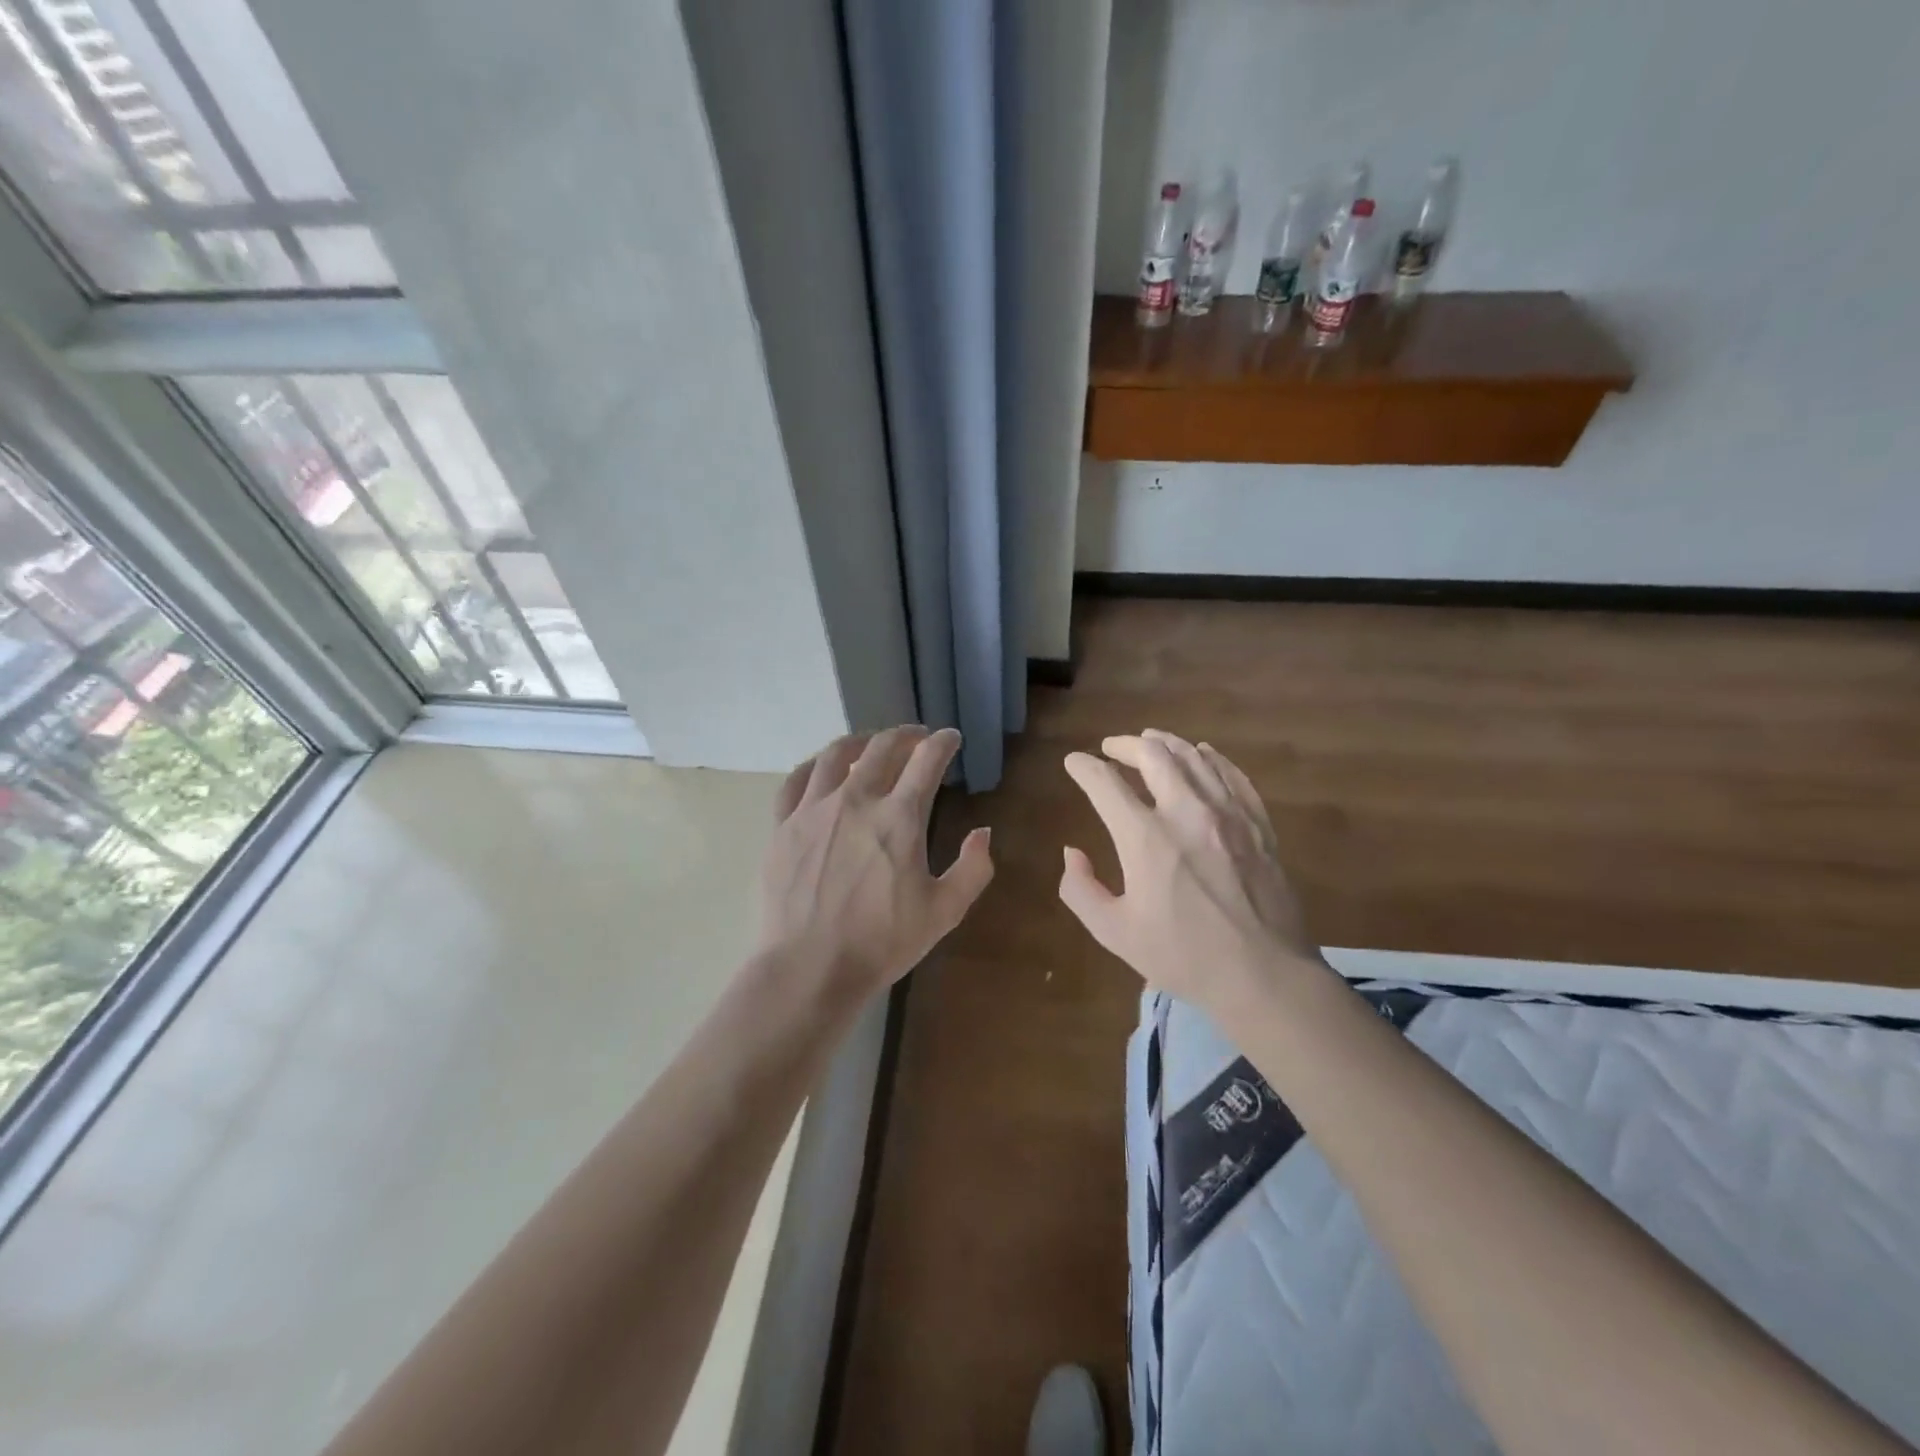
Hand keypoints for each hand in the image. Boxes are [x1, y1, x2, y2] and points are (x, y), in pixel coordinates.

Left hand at [758, 725, 993, 1005]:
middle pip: (883, 748)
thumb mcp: (944, 912)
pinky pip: (797, 780)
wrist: (809, 967)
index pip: (927, 761)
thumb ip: (973, 869)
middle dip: (905, 735)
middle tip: (916, 737)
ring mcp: (814, 809)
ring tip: (870, 744)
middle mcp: (856, 800)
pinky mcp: (783, 826)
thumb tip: (983, 833)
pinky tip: (823, 769)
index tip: (950, 738)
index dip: (943, 743)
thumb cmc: (881, 942)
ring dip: (860, 742)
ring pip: (837, 755)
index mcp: (899, 817)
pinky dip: (815, 765)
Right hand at [1059, 729, 1326, 1017]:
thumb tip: (1073, 853)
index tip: (1074, 762)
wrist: (1264, 976)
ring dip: (1166, 743)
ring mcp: (1228, 814)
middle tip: (1111, 748)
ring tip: (1151, 741)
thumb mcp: (1114, 932)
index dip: (1084, 767)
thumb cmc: (1183, 957)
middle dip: (1125, 744)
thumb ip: (1080, 889)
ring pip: (1194, 757)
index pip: (1105, 783)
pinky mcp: (1258, 824)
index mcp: (1145, 838)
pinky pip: (1232, 775)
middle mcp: (1186, 812)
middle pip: (1153, 755)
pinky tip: (1203, 755)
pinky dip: (1211, 759)